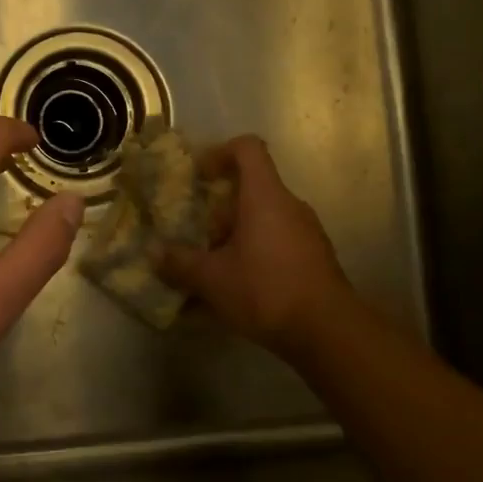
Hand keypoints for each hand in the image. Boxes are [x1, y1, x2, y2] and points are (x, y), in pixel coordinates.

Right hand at [159, 136, 357, 351]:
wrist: (329, 332)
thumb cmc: (266, 290)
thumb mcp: (213, 278)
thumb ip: (180, 263)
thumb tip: (154, 253)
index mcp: (265, 196)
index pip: (247, 148)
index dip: (220, 152)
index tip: (200, 176)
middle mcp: (289, 205)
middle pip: (251, 189)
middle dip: (219, 210)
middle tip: (197, 236)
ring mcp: (307, 232)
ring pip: (264, 219)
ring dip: (236, 236)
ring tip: (213, 268)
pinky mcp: (315, 259)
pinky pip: (277, 243)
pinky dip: (255, 255)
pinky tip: (238, 289)